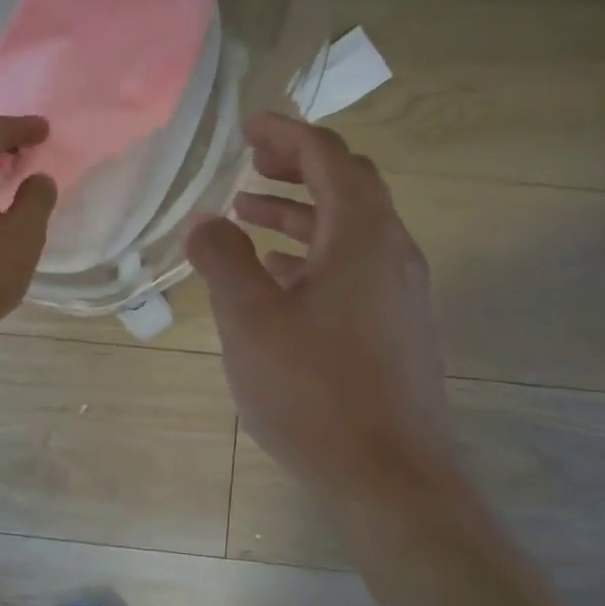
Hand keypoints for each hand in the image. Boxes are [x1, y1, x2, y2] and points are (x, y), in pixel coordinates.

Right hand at [185, 113, 460, 502]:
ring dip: (300, 212)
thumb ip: (222, 261)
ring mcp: (399, 292)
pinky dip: (313, 253)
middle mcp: (391, 253)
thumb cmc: (314, 392)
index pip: (329, 158)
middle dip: (297, 166)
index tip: (247, 127)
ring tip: (248, 215)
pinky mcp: (396, 326)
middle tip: (250, 163)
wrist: (390, 478)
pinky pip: (353, 266)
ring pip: (349, 229)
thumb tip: (205, 221)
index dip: (287, 134)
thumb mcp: (250, 320)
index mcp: (361, 237)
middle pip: (348, 185)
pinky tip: (278, 275)